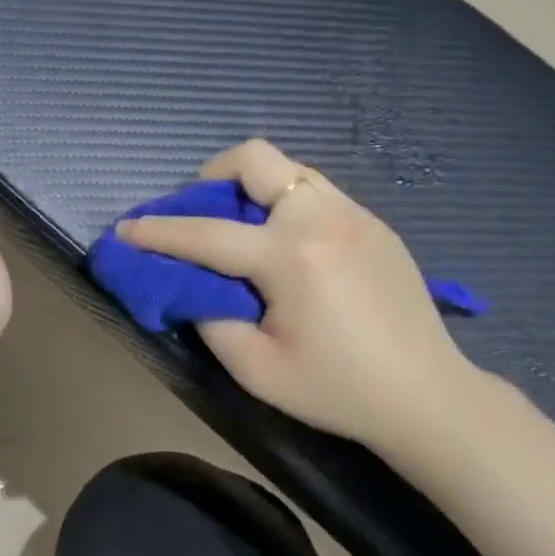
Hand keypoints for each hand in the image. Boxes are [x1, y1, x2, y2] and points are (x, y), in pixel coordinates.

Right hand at [118, 139, 491, 470]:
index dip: (158, 232)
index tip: (125, 229)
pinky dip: (288, 203)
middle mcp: (322, 217)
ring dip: (254, 186)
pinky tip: (291, 246)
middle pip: (255, 158)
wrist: (429, 397)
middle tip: (200, 209)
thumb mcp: (256, 369)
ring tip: (244, 227)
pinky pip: (318, 192)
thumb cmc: (338, 390)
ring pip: (289, 169)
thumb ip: (210, 318)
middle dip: (212, 175)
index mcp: (291, 256)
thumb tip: (191, 285)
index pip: (206, 234)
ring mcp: (355, 214)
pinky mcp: (376, 223)